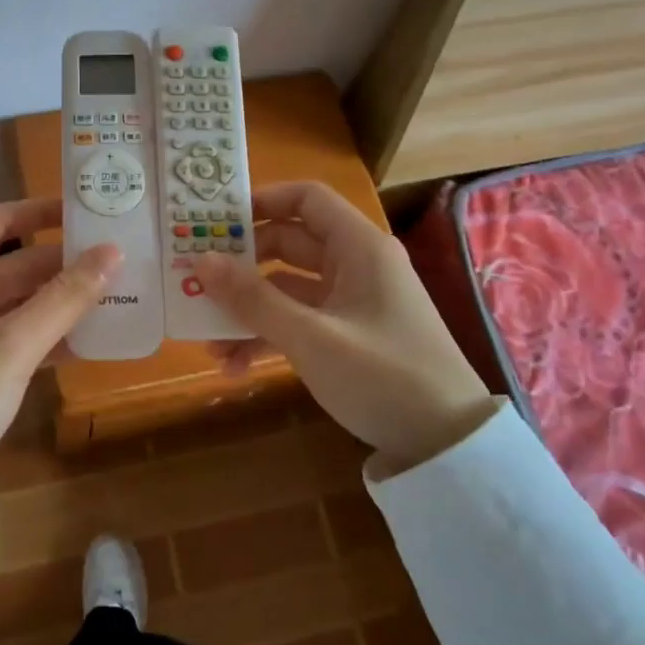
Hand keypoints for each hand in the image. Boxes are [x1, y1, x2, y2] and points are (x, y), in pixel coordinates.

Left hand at [0, 198, 121, 474]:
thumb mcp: (12, 348)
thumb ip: (64, 299)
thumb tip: (113, 253)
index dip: (37, 212)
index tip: (84, 212)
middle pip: (8, 264)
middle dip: (59, 263)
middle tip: (114, 259)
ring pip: (13, 303)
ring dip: (56, 301)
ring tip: (111, 295)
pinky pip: (9, 336)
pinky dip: (42, 334)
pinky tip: (86, 340)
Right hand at [195, 182, 498, 471]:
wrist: (447, 445)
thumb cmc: (383, 376)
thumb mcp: (311, 338)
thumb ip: (253, 298)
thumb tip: (201, 260)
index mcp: (358, 247)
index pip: (307, 199)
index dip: (262, 202)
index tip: (217, 221)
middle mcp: (356, 265)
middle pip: (289, 244)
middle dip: (242, 264)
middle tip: (197, 279)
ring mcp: (352, 302)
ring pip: (289, 288)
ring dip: (250, 309)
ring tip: (208, 338)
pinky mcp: (349, 334)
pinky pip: (300, 321)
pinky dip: (270, 336)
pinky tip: (235, 366)